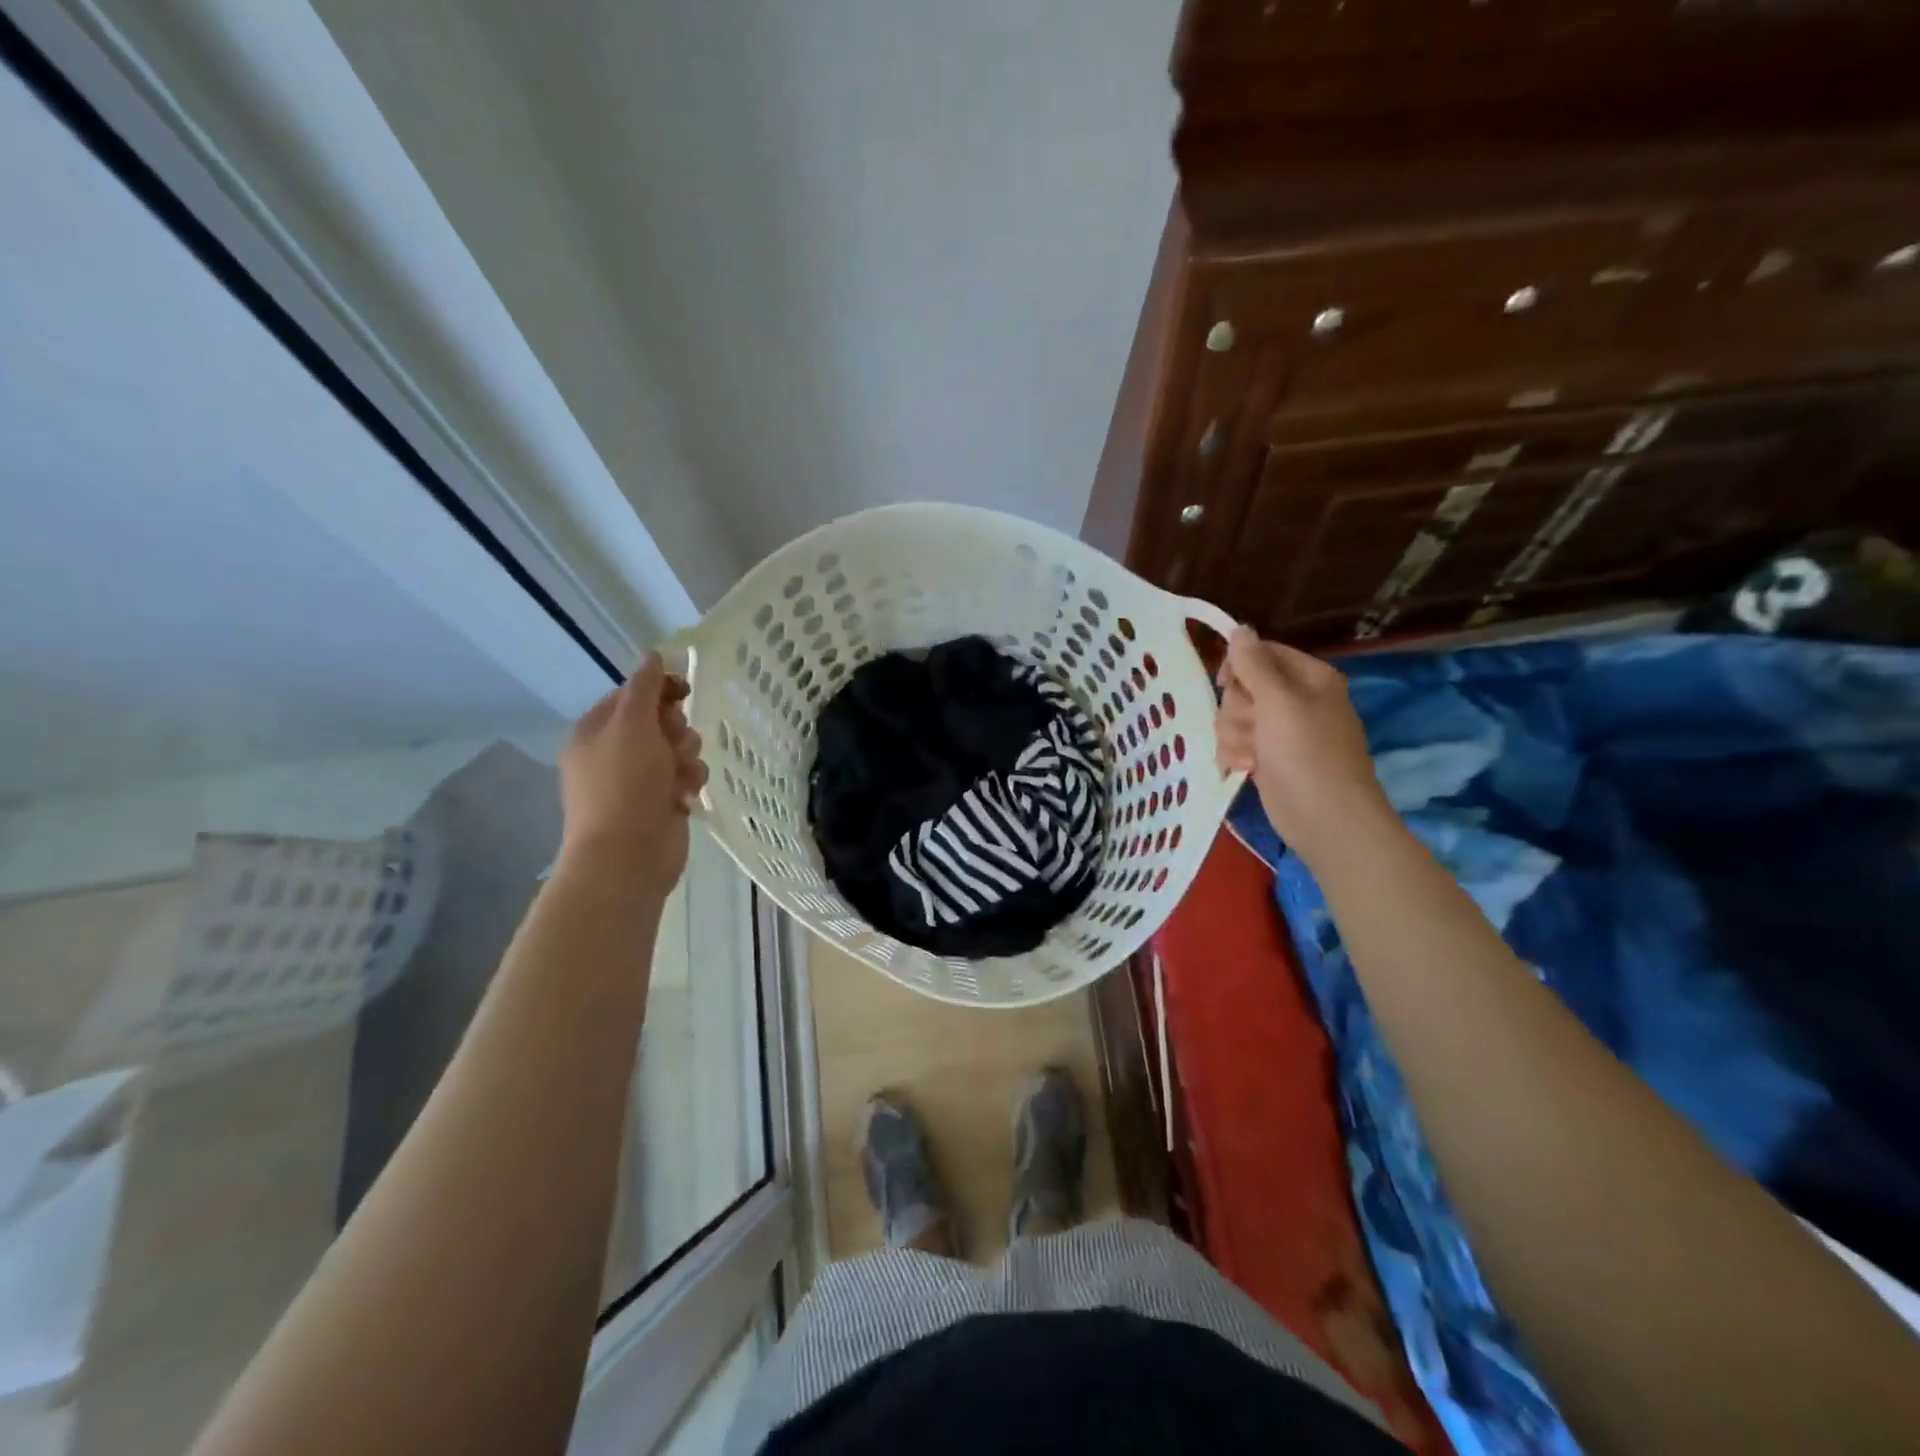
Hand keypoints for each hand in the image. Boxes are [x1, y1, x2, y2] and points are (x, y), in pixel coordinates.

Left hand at [558, 654, 706, 891]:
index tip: (684, 692)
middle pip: (660, 720)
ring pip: (679, 748)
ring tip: (681, 776)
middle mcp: (614, 752)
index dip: (660, 689)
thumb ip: (645, 687)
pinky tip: (687, 795)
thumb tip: (652, 655)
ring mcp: (639, 780)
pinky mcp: (662, 802)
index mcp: (595, 731)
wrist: (628, 856)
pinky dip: (690, 781)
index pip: (632, 694)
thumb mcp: (631, 725)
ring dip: (687, 757)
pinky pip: (686, 776)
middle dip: (676, 729)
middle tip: (674, 743)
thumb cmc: (624, 785)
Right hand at [1214, 626, 1390, 857]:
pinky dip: (1236, 755)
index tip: (1225, 683)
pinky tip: (1247, 768)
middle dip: (1238, 709)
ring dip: (1235, 736)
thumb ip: (1254, 663)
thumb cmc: (1306, 753)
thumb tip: (1239, 627)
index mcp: (1309, 677)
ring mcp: (1280, 731)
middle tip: (1254, 727)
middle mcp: (1295, 700)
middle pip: (1242, 687)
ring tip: (1252, 754)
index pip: (1261, 653)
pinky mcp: (1267, 758)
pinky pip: (1235, 743)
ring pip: (1233, 717)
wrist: (1324, 818)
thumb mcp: (1279, 701)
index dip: (1238, 666)